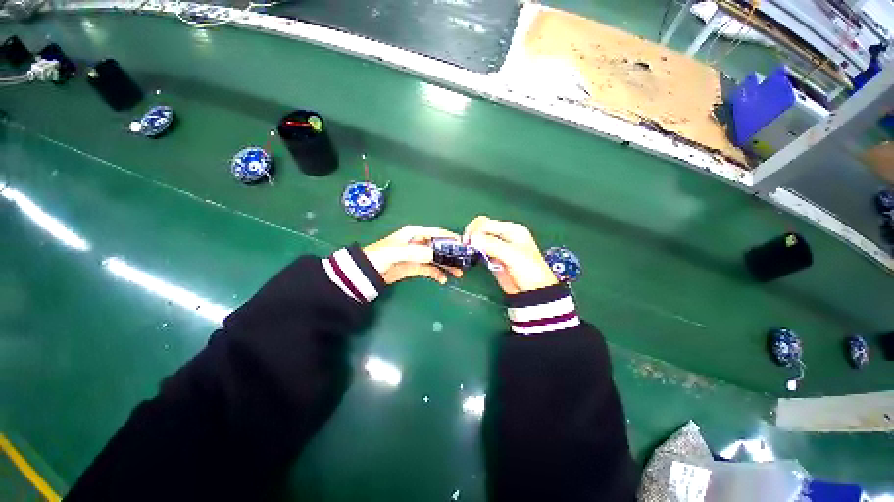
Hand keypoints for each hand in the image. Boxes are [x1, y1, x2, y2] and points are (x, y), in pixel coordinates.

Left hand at [364, 226, 463, 284]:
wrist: (367, 272)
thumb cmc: (380, 256)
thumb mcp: (396, 252)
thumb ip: (415, 252)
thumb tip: (433, 255)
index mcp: (414, 233)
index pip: (436, 233)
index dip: (449, 237)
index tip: (462, 243)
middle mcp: (418, 243)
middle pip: (439, 247)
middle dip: (451, 254)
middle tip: (463, 262)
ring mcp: (418, 256)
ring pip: (437, 259)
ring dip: (447, 265)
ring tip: (458, 273)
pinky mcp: (415, 267)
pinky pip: (430, 269)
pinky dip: (437, 274)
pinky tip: (443, 280)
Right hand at [463, 216, 557, 294]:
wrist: (533, 291)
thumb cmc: (530, 271)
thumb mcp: (513, 255)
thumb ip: (493, 245)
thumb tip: (473, 238)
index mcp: (512, 230)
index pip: (487, 223)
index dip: (475, 230)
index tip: (468, 241)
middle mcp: (504, 236)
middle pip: (481, 228)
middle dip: (472, 235)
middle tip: (467, 245)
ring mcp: (498, 247)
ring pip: (480, 238)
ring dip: (472, 243)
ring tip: (468, 250)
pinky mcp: (493, 257)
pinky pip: (480, 250)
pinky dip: (474, 251)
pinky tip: (473, 255)